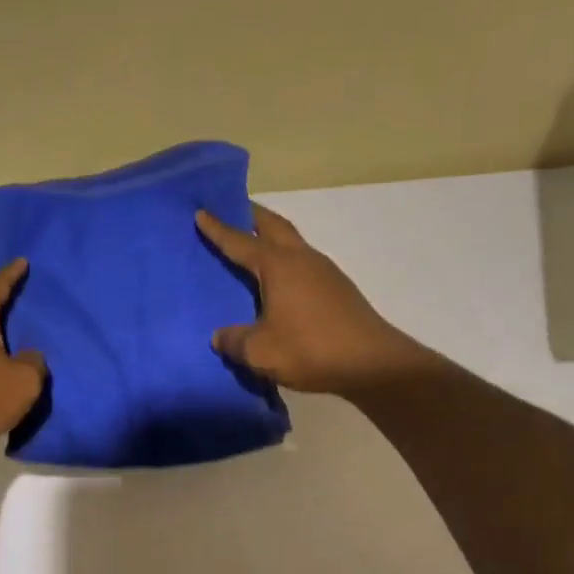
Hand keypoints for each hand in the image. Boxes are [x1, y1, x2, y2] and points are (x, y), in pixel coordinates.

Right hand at [196, 205, 431, 395]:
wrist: (373, 364)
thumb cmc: (311, 349)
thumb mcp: (260, 352)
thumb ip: (234, 341)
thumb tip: (219, 336)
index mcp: (279, 266)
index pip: (240, 241)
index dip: (219, 229)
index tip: (201, 212)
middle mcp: (302, 259)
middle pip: (274, 226)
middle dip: (251, 216)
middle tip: (233, 210)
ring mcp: (324, 272)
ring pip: (292, 243)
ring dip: (271, 237)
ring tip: (252, 245)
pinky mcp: (338, 290)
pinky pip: (303, 264)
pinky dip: (285, 262)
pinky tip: (279, 282)